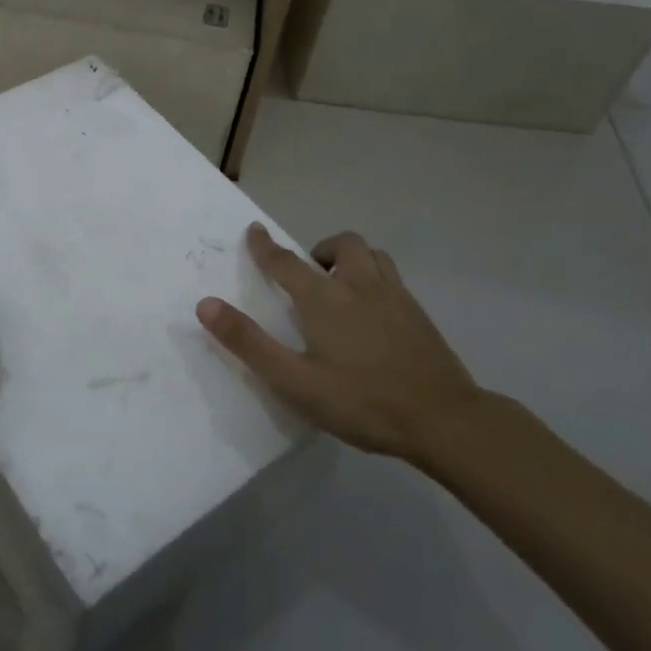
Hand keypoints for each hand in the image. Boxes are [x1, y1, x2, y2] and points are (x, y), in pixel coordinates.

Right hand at [196, 224, 482, 463]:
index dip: (266, 247)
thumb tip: (205, 305)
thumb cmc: (362, 402)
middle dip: (320, 249)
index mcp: (324, 299)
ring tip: (341, 286)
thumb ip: (249, 343)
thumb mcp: (295, 381)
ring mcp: (395, 297)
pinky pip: (391, 277)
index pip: (286, 262)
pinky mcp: (419, 314)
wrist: (445, 420)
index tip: (255, 230)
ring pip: (372, 255)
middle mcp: (360, 286)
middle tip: (310, 275)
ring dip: (350, 258)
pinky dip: (374, 278)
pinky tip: (373, 311)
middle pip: (342, 245)